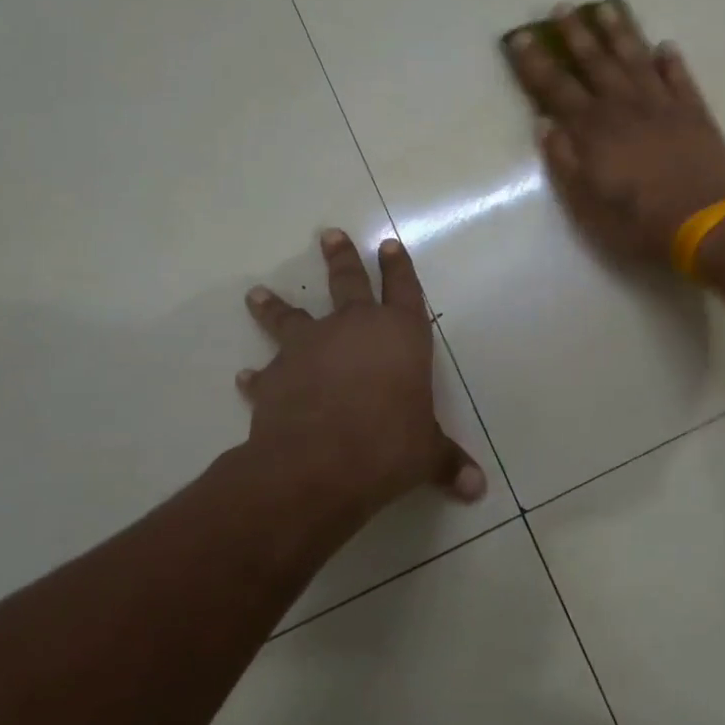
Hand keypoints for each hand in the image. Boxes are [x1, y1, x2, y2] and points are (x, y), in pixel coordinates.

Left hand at [238, 230, 485, 537]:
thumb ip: (449, 463)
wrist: (320, 464)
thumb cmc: (389, 445)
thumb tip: (478, 489)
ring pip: (291, 316)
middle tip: (328, 234)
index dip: (398, 267)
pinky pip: (265, 372)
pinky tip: (246, 377)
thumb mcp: (427, 454)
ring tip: (257, 293)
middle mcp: (354, 329)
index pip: (403, 289)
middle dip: (340, 258)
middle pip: (346, 282)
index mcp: (400, 334)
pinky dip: (258, 375)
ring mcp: (310, 349)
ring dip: (275, 306)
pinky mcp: (275, 378)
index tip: (388, 244)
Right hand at [506, 0, 724, 267]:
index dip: (536, 63)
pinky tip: (665, 46)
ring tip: (607, 8)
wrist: (702, 224)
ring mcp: (662, 105)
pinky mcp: (694, 112)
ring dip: (620, 33)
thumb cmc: (637, 221)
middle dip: (576, 34)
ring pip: (637, 59)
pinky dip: (672, 61)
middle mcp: (625, 106)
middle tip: (563, 7)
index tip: (520, 38)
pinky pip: (680, 77)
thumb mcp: (586, 203)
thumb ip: (564, 161)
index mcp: (593, 129)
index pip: (556, 88)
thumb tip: (544, 124)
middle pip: (596, 62)